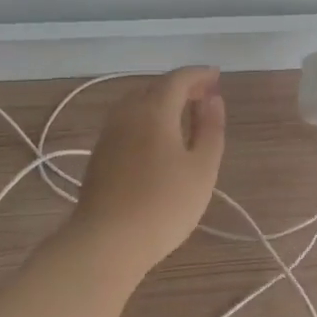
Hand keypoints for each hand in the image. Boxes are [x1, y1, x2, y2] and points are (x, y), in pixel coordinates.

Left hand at [72, 67, 226, 271]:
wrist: (107, 241)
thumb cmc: (164, 204)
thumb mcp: (202, 168)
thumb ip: (210, 129)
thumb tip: (213, 99)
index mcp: (154, 110)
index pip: (178, 79)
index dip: (199, 74)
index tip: (217, 76)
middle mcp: (126, 113)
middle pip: (154, 87)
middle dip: (180, 86)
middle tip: (204, 96)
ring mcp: (108, 134)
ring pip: (136, 104)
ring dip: (160, 102)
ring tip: (182, 115)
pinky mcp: (99, 155)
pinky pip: (126, 122)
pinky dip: (146, 119)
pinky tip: (157, 139)